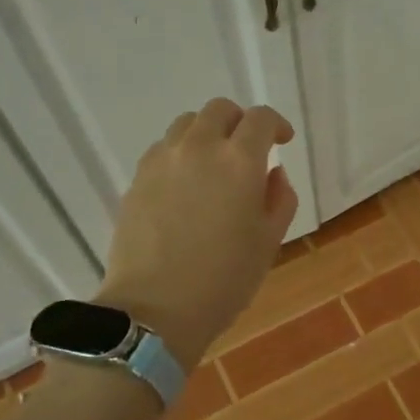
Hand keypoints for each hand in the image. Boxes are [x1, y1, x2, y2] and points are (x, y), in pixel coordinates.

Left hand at [96, 98, 299, 363]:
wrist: (154, 309)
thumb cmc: (225, 279)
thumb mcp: (269, 241)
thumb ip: (280, 198)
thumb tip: (272, 173)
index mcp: (239, 161)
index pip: (260, 119)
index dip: (276, 124)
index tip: (282, 141)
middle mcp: (199, 148)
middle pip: (220, 110)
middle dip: (240, 123)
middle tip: (248, 150)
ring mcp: (162, 161)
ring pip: (187, 124)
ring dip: (207, 134)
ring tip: (214, 165)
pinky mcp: (136, 179)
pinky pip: (163, 150)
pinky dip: (181, 154)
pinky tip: (185, 186)